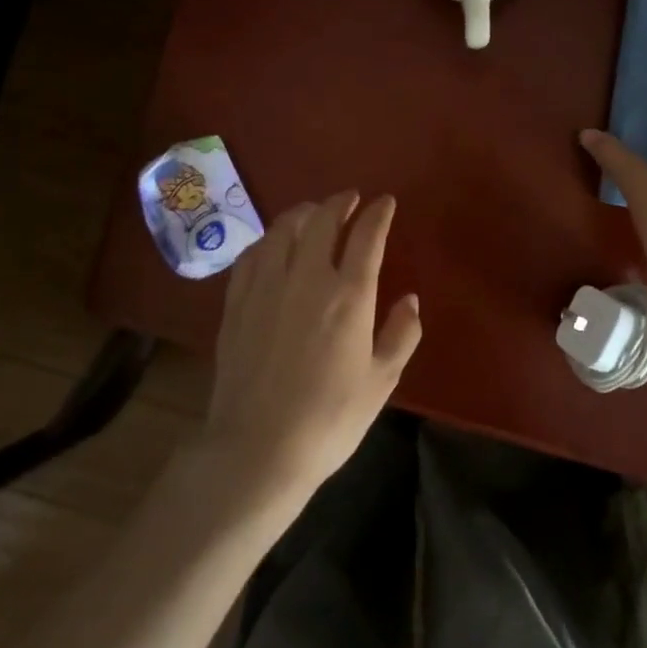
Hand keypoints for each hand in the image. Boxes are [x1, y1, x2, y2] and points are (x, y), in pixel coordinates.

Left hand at [204, 191, 421, 499]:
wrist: (258, 448)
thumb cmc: (330, 419)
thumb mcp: (382, 381)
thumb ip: (401, 334)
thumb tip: (409, 299)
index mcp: (349, 295)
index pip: (367, 236)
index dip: (378, 213)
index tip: (385, 202)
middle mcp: (307, 278)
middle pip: (322, 219)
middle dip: (340, 202)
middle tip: (351, 199)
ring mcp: (266, 286)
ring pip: (284, 228)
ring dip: (304, 212)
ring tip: (315, 212)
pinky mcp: (237, 302)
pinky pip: (254, 252)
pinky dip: (271, 238)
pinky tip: (276, 244)